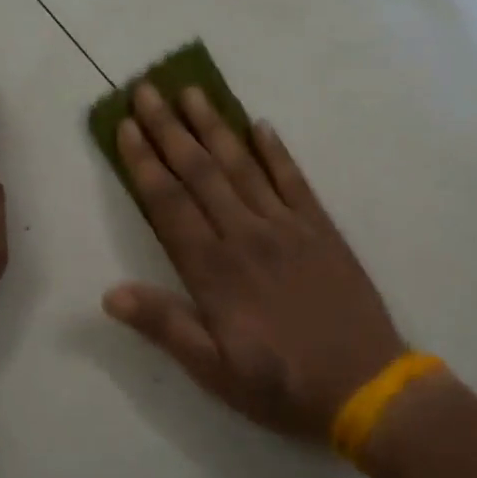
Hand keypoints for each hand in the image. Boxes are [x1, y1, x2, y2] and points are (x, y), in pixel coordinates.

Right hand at [102, 83, 404, 442]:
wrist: (365, 386)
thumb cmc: (281, 385)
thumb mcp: (214, 370)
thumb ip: (165, 326)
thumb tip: (110, 293)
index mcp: (214, 271)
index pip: (169, 204)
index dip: (144, 163)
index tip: (126, 127)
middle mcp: (246, 236)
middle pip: (200, 172)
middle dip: (169, 129)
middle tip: (147, 90)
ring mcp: (287, 227)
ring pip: (242, 165)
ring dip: (214, 127)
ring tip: (192, 92)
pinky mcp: (321, 228)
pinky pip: (294, 179)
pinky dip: (275, 150)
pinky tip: (259, 125)